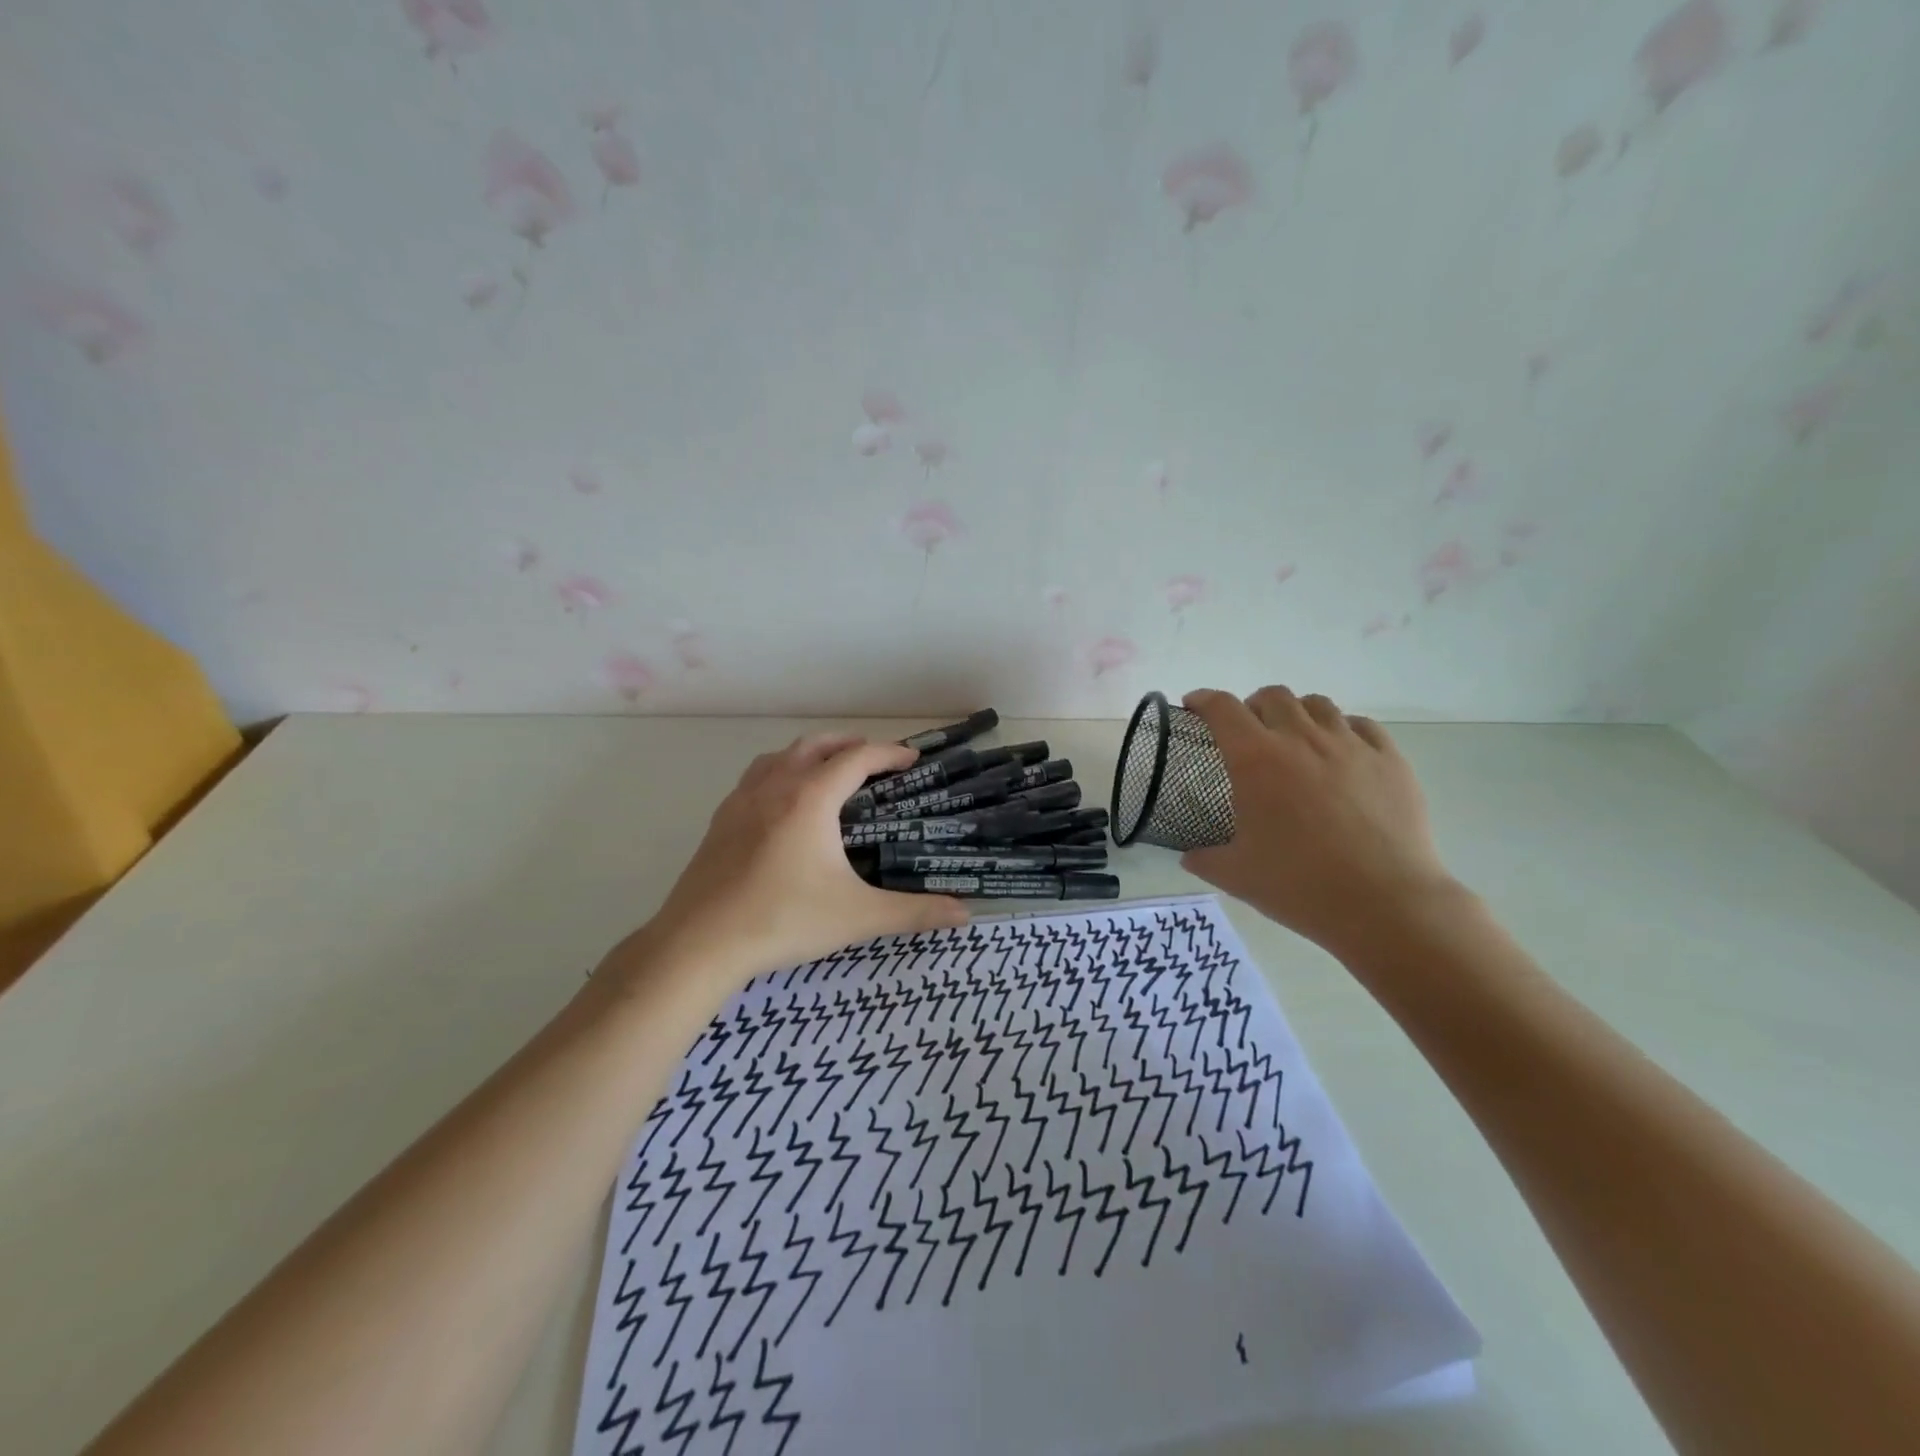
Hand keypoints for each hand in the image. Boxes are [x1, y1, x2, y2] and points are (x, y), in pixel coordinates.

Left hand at [604, 734, 968, 999]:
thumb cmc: (783, 920)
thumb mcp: (856, 916)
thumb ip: (913, 912)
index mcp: (810, 798)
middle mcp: (775, 786)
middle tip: (876, 760)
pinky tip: (784, 804)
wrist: (699, 943)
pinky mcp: (720, 821)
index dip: (888, 753)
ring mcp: (741, 801)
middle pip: (816, 744)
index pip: (857, 757)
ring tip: (831, 771)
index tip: (912, 759)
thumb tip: (965, 914)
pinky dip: (780, 772)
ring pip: (780, 756)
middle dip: (850, 744)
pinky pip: (756, 777)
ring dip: (811, 753)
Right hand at [1180, 687, 1460, 953]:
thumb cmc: (1300, 885)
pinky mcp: (1390, 760)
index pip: (1222, 708)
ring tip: (1294, 739)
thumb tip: (1189, 856)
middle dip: (1252, 706)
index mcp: (1256, 760)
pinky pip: (1361, 725)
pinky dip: (1341, 730)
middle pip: (1272, 696)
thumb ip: (1204, 859)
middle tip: (1247, 732)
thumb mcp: (1236, 876)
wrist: (1385, 904)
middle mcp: (1301, 739)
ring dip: (1296, 713)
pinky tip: (1340, 754)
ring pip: (1318, 705)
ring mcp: (1350, 745)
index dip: (1204, 700)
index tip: (1195, 706)